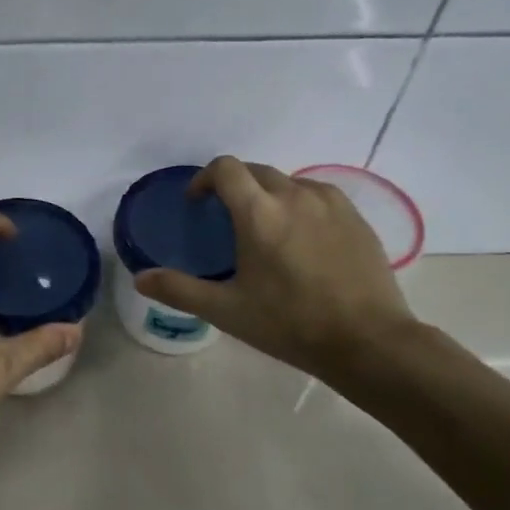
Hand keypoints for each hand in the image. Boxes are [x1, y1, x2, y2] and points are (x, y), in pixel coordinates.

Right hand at [134, 156, 420, 384]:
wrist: (368, 341)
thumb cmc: (290, 324)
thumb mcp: (226, 310)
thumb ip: (180, 289)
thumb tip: (140, 278)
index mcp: (259, 213)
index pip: (225, 169)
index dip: (204, 178)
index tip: (197, 202)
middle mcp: (295, 196)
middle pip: (256, 171)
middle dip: (234, 186)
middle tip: (225, 219)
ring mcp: (331, 203)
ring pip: (289, 182)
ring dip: (268, 194)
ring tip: (265, 229)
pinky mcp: (356, 217)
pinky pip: (318, 196)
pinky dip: (300, 205)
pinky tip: (302, 239)